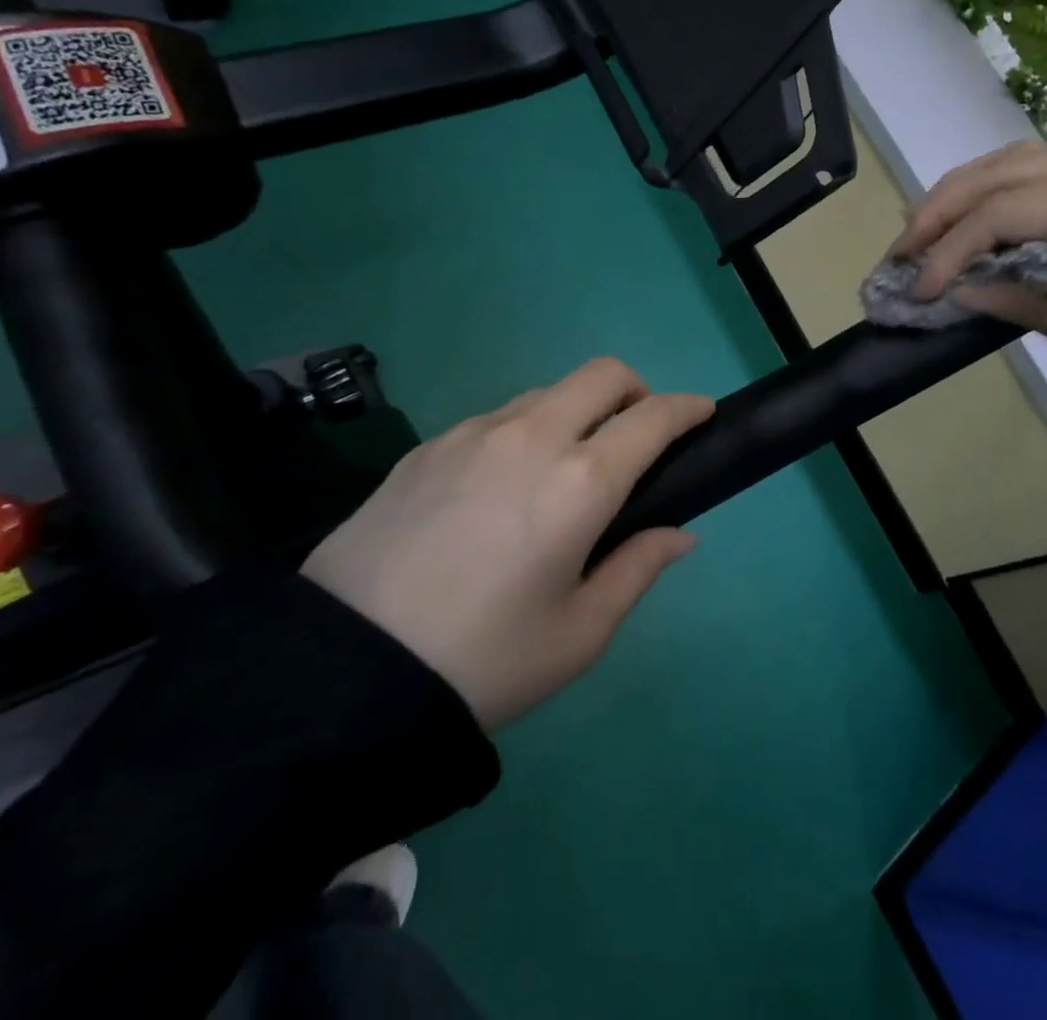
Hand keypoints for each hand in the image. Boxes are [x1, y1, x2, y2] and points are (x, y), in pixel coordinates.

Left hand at [302, 359, 713, 729]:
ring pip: (548, 392)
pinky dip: (525, 432)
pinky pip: (497, 418)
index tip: (703, 413)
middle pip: (603, 374)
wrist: (343, 671)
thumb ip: (638, 568)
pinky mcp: (429, 445)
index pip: (653, 417)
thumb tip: (679, 534)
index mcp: (581, 482)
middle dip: (637, 390)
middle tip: (638, 436)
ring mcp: (474, 433)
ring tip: (564, 470)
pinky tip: (501, 488)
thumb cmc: (483, 660)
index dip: (687, 407)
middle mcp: (532, 437)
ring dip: (577, 411)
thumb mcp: (579, 633)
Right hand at [890, 143, 1046, 435]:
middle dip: (946, 207)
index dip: (951, 249)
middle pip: (1012, 168)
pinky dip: (1011, 199)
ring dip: (973, 194)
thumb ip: (1033, 306)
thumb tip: (963, 289)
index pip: (1011, 210)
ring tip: (925, 232)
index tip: (914, 289)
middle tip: (900, 248)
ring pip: (1032, 163)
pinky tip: (984, 224)